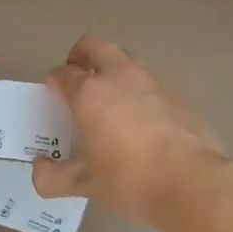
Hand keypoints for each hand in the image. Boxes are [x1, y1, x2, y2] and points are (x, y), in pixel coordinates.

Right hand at [32, 34, 228, 225]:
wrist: (193, 182)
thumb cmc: (131, 180)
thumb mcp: (86, 185)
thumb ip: (55, 177)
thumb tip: (39, 170)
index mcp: (91, 93)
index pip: (64, 73)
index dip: (54, 80)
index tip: (53, 92)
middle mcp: (120, 77)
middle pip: (96, 46)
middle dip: (82, 55)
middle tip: (77, 75)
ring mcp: (153, 83)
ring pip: (127, 60)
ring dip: (113, 68)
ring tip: (110, 96)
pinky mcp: (178, 96)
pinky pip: (151, 84)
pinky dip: (140, 92)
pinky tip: (143, 120)